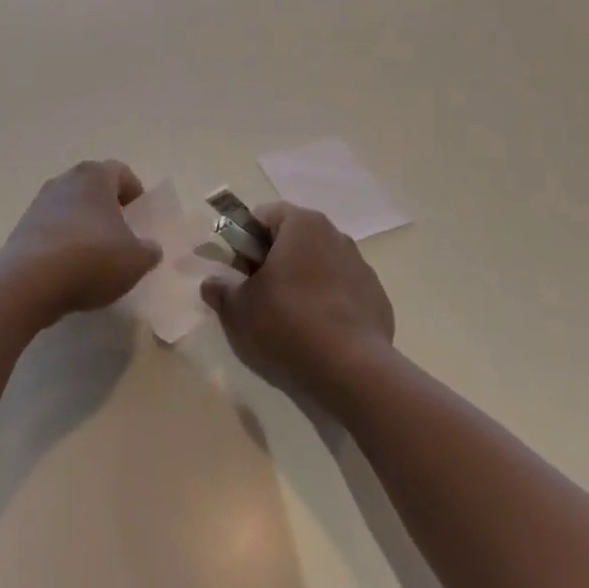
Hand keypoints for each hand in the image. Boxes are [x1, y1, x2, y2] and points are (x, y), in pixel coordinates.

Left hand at [1, 160, 161, 322]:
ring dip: (84, 227)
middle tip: (121, 239)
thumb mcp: (136, 260)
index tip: (141, 221)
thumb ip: (149, 250)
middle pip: (95, 189)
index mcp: (96, 176)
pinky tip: (69, 271)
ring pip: (72, 209)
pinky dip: (63, 244)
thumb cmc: (91, 258)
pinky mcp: (23, 227)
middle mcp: (66, 179)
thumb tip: (149, 247)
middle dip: (109, 210)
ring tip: (95, 260)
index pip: (122, 173)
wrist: (29, 282)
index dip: (136, 195)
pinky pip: (52, 230)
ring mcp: (40, 202)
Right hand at [202, 202, 394, 407]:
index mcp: (302, 224)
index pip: (264, 216)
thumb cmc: (287, 325)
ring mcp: (360, 267)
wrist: (352, 371)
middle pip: (293, 239)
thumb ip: (221, 290)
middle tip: (257, 297)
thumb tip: (212, 284)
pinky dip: (326, 305)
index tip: (239, 273)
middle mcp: (335, 235)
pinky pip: (341, 293)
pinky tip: (317, 335)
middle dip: (272, 262)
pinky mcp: (376, 298)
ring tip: (288, 321)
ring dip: (300, 283)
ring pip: (318, 266)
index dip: (244, 241)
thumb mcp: (238, 309)